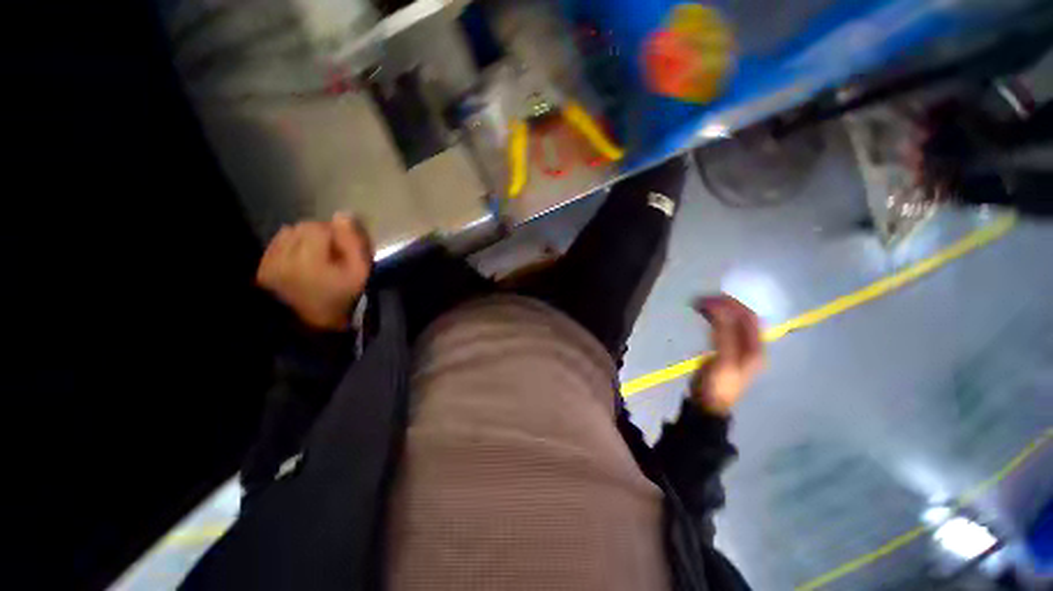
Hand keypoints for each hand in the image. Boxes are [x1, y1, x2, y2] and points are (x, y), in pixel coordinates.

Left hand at [257, 213, 371, 330]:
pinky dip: (292, 244)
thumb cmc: (337, 299)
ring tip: (316, 256)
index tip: (345, 249)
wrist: (304, 324)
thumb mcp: (358, 274)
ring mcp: (271, 258)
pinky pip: (279, 241)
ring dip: (307, 238)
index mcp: (311, 257)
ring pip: (292, 232)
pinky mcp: (263, 263)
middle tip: (333, 252)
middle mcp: (286, 253)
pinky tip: (300, 259)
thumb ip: (355, 244)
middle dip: (322, 234)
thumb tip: (343, 215)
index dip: (337, 234)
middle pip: (306, 227)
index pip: (322, 227)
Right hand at [690, 295, 763, 415]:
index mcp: (756, 348)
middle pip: (742, 318)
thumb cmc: (718, 383)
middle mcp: (751, 345)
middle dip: (725, 305)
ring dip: (719, 310)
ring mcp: (739, 348)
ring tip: (700, 304)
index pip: (748, 317)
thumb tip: (719, 307)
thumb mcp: (724, 359)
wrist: (708, 404)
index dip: (732, 305)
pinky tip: (703, 315)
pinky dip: (714, 318)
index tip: (710, 298)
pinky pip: (723, 328)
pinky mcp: (726, 350)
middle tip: (702, 299)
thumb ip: (724, 333)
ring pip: (732, 321)